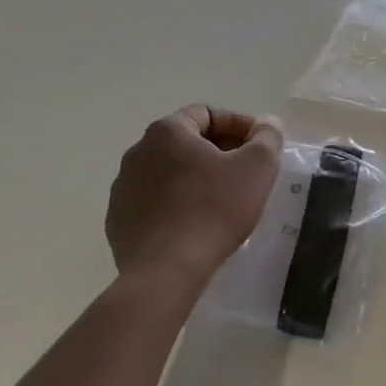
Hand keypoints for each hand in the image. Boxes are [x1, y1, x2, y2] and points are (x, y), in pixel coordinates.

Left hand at [107, 105, 283, 284]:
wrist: (166, 271)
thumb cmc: (214, 209)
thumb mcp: (256, 168)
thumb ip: (267, 138)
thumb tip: (267, 124)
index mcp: (167, 132)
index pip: (207, 114)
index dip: (239, 124)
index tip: (261, 144)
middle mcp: (137, 152)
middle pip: (186, 142)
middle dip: (219, 151)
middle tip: (247, 171)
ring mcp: (123, 188)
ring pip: (169, 172)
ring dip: (196, 178)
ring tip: (223, 199)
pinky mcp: (118, 221)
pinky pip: (154, 201)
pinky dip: (176, 203)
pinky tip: (196, 223)